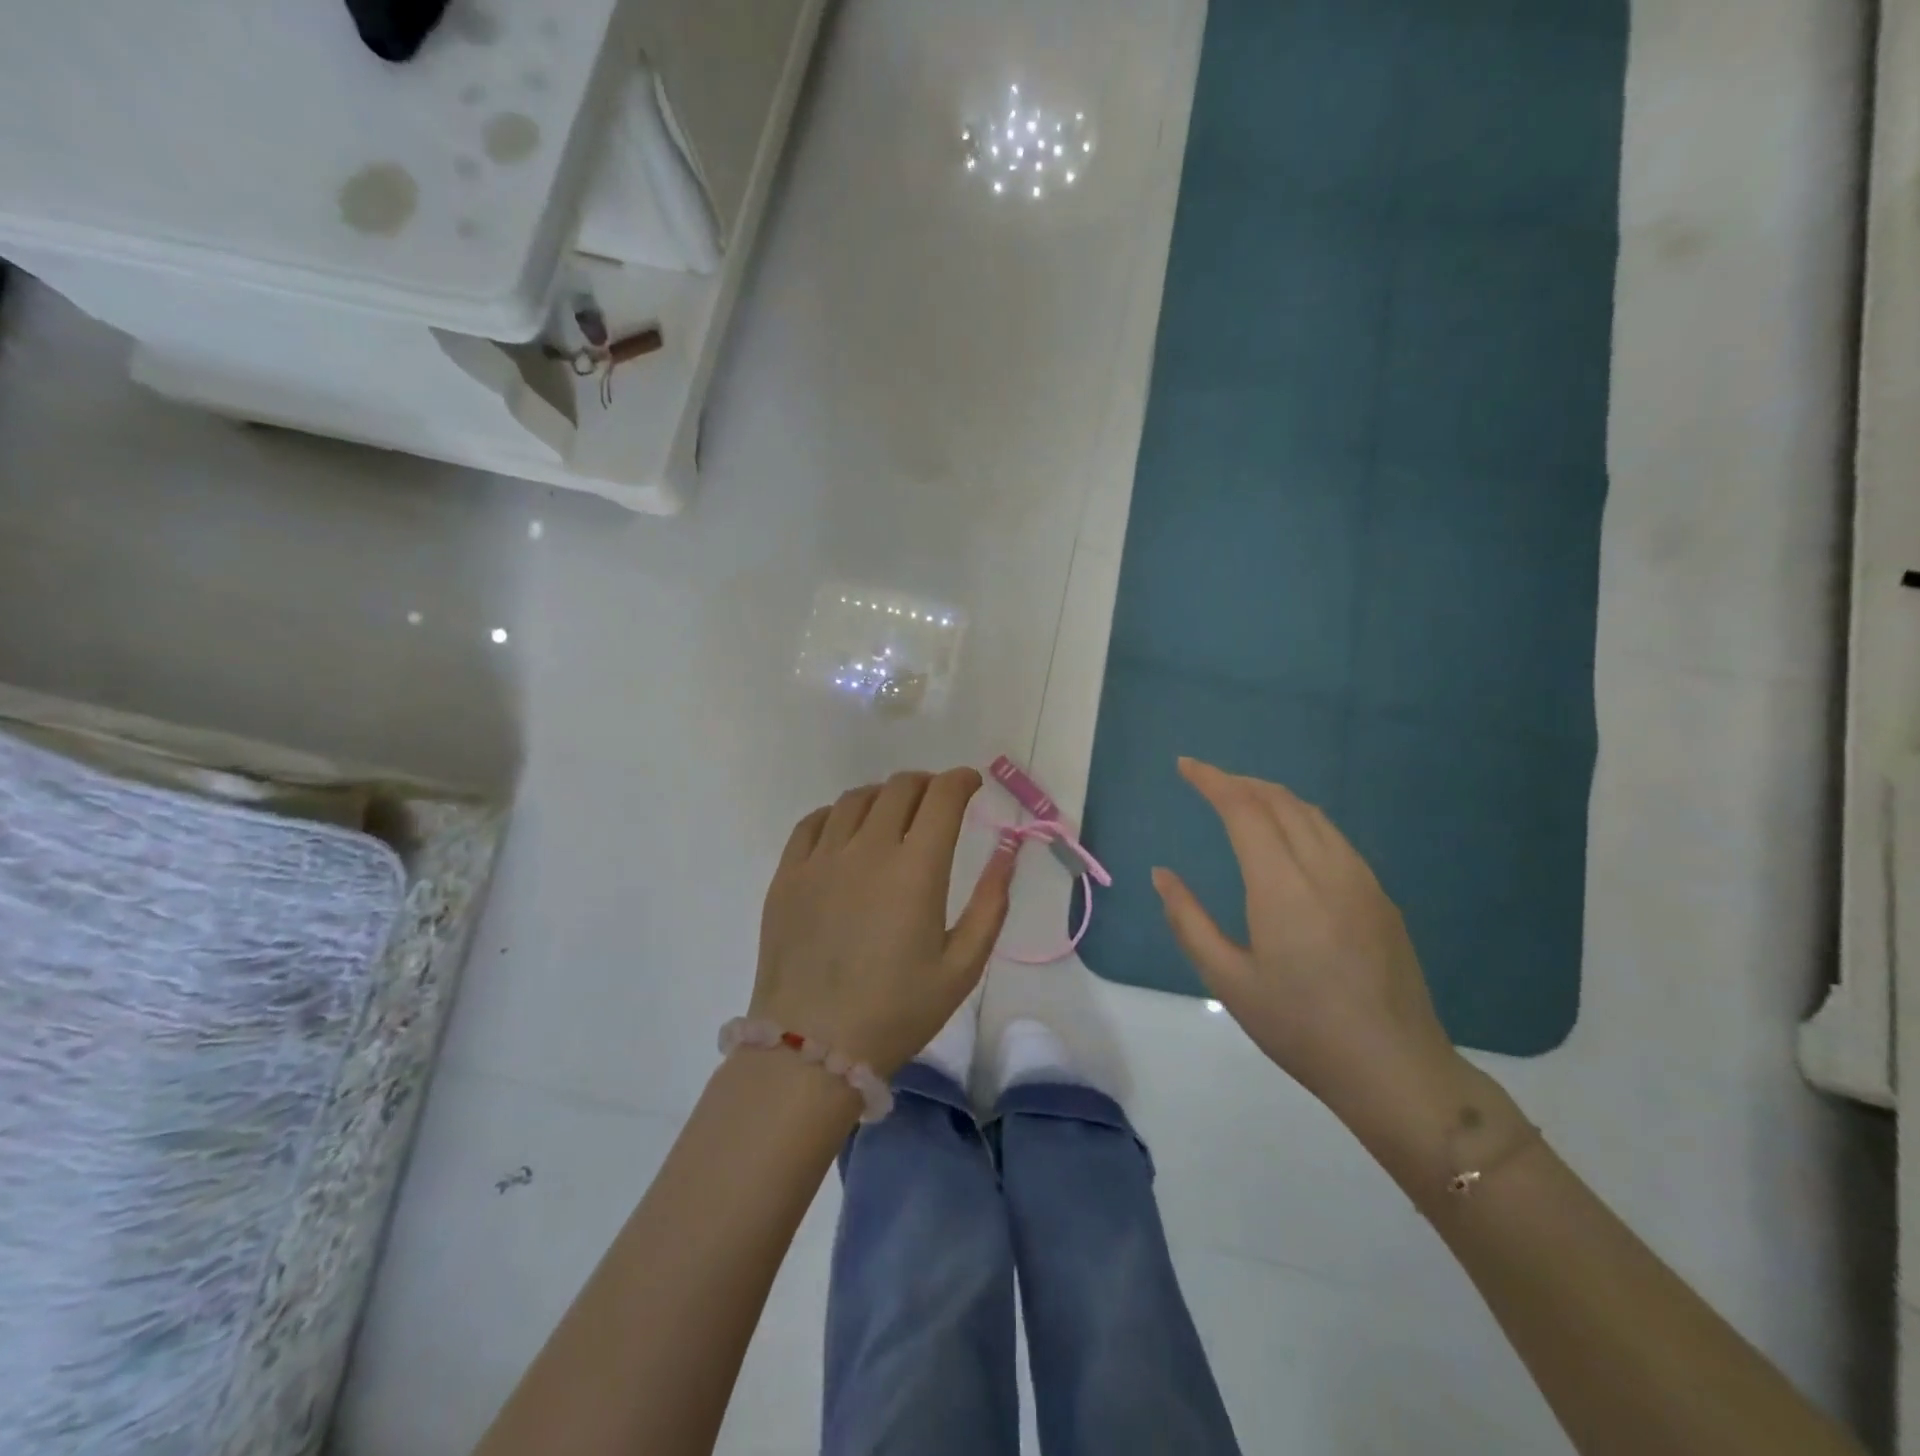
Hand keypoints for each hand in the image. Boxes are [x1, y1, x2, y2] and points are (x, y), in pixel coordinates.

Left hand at [752, 767, 1014, 1076]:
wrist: (811, 1048)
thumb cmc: (896, 1012)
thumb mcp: (962, 967)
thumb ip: (991, 904)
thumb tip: (1008, 852)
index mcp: (915, 869)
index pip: (942, 797)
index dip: (962, 780)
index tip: (972, 784)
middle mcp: (867, 850)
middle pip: (899, 788)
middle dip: (927, 784)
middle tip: (938, 800)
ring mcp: (821, 859)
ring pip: (855, 799)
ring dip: (884, 796)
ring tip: (894, 813)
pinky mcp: (787, 875)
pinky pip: (813, 823)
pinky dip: (838, 814)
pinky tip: (846, 831)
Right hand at [1151, 757, 1459, 1119]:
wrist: (1394, 1068)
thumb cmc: (1300, 1027)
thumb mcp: (1228, 981)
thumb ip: (1188, 921)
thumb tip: (1162, 874)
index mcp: (1282, 887)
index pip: (1245, 809)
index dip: (1213, 781)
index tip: (1185, 766)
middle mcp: (1325, 869)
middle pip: (1280, 801)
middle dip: (1239, 782)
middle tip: (1206, 781)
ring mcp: (1361, 880)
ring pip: (1312, 814)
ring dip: (1271, 797)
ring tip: (1241, 801)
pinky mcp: (1380, 896)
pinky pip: (1334, 836)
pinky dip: (1300, 818)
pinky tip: (1287, 838)